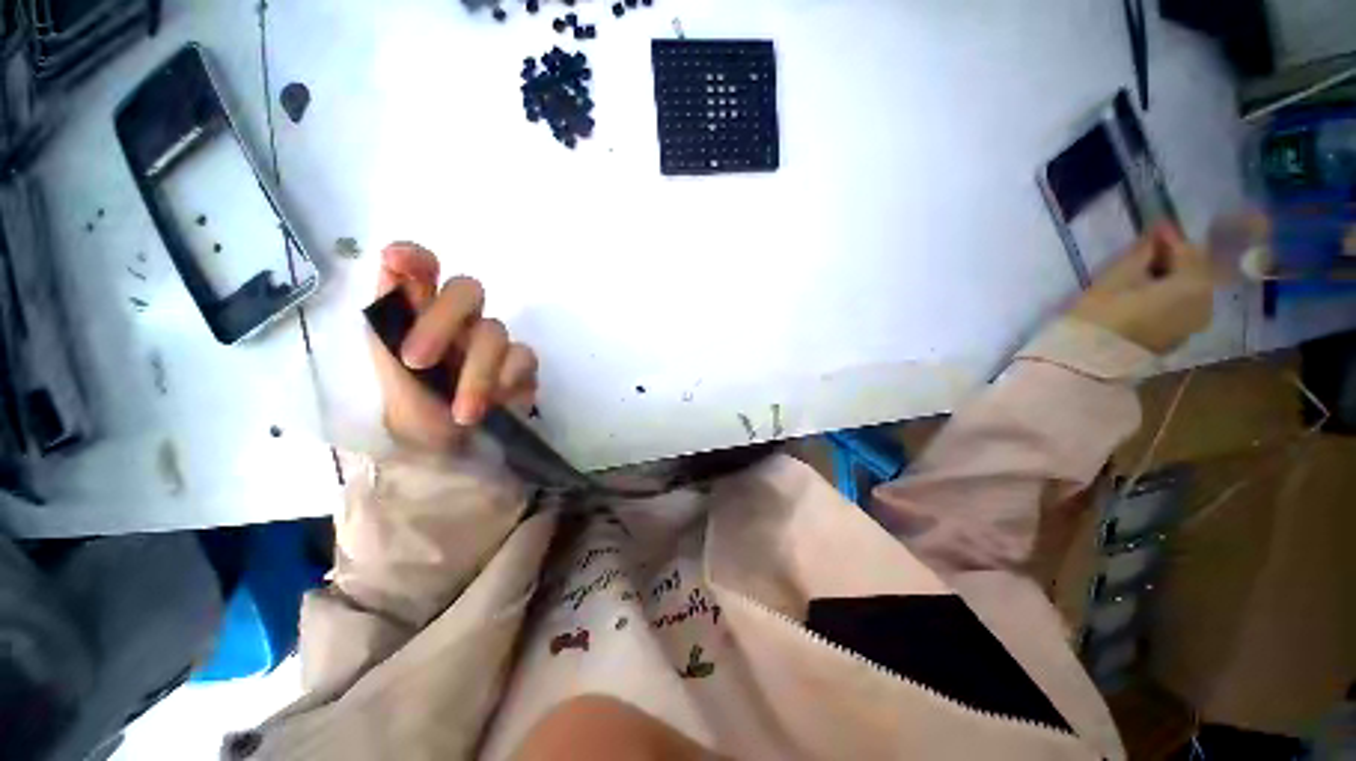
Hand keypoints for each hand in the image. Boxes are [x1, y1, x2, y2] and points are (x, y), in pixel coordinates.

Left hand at [370, 243, 537, 450]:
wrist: (448, 448)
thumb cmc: (411, 404)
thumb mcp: (386, 362)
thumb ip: (389, 314)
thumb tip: (392, 260)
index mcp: (421, 312)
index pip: (422, 268)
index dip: (415, 257)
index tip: (400, 262)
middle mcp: (462, 319)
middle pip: (467, 288)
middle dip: (442, 320)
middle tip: (417, 360)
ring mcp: (494, 340)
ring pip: (494, 331)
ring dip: (475, 373)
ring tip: (463, 413)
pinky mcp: (521, 363)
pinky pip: (522, 357)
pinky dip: (505, 379)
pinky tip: (495, 403)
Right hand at [1069, 223, 1212, 353]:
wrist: (1090, 360)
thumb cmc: (1103, 314)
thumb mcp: (1118, 275)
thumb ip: (1143, 251)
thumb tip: (1157, 231)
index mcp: (1195, 283)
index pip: (1188, 249)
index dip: (1169, 237)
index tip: (1152, 227)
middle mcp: (1206, 302)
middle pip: (1193, 271)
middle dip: (1173, 259)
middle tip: (1147, 252)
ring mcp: (1195, 324)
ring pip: (1189, 290)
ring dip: (1171, 279)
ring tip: (1145, 276)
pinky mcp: (1180, 338)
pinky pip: (1182, 307)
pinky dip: (1169, 297)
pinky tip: (1148, 296)